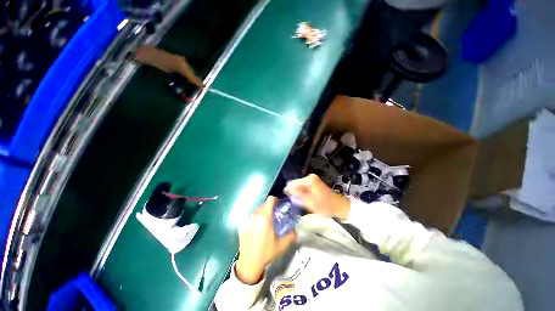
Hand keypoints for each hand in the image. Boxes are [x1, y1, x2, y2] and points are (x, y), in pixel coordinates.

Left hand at [236, 197, 296, 284]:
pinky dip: (255, 218)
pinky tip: (257, 229)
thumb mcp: (282, 245)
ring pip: (257, 210)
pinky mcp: (242, 225)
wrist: (249, 263)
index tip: (278, 205)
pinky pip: (251, 216)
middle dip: (269, 207)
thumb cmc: (267, 252)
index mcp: (265, 217)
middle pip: (263, 204)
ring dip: (262, 212)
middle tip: (274, 215)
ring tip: (265, 222)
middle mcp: (255, 216)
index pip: (270, 200)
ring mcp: (248, 220)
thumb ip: (291, 235)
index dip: (275, 200)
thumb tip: (295, 229)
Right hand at [284, 174, 350, 219]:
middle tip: (292, 200)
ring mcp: (313, 179)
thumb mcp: (310, 203)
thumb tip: (289, 193)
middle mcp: (310, 177)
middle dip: (293, 191)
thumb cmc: (326, 206)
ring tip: (297, 200)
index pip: (293, 183)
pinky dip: (302, 191)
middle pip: (296, 183)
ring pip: (299, 184)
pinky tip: (303, 198)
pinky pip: (304, 185)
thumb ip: (298, 197)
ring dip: (297, 191)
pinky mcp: (314, 182)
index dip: (288, 190)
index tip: (285, 196)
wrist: (339, 205)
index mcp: (309, 180)